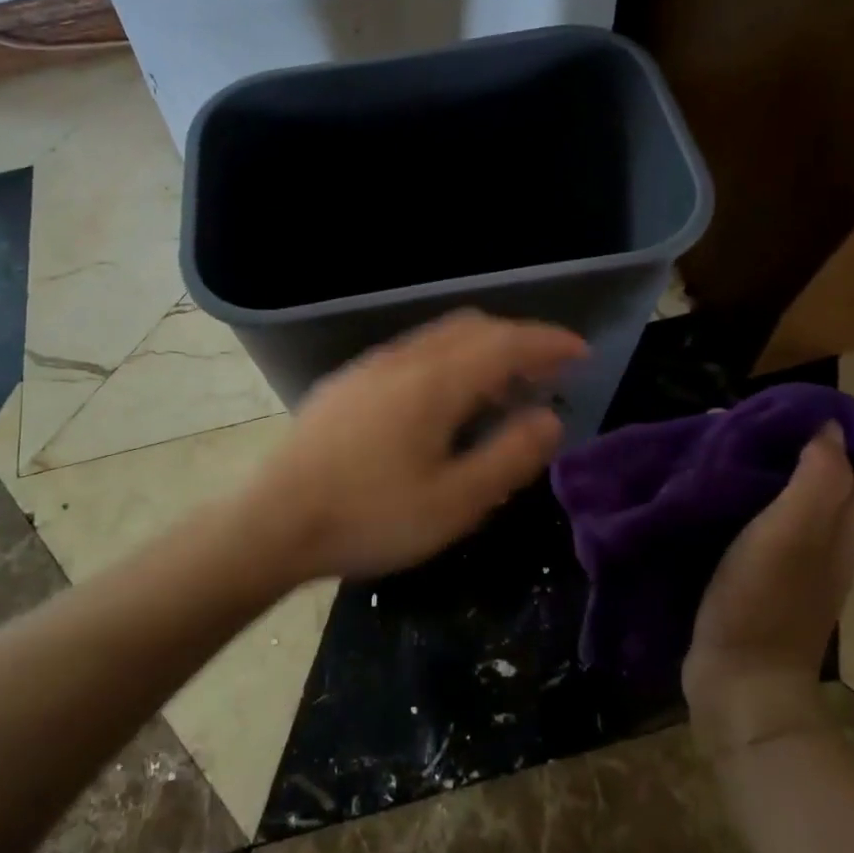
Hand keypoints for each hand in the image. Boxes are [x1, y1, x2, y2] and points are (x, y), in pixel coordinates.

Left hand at [242, 309, 587, 579]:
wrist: (271, 523)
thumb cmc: (370, 517)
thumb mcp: (455, 502)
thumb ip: (510, 457)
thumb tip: (550, 419)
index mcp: (435, 381)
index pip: (506, 342)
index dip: (549, 343)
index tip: (581, 353)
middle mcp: (402, 359)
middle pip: (473, 329)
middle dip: (517, 343)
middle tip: (545, 376)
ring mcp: (368, 368)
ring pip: (438, 340)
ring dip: (480, 353)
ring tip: (500, 392)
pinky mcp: (345, 385)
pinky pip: (411, 356)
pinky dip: (446, 364)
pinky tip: (442, 407)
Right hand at [682, 421, 853, 760]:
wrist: (739, 681)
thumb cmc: (765, 603)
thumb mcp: (792, 534)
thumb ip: (817, 479)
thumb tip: (830, 427)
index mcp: (851, 525)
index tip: (815, 408)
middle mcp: (835, 535)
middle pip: (849, 472)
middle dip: (814, 435)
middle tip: (761, 420)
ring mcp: (801, 553)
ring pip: (806, 488)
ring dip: (776, 457)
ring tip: (729, 440)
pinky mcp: (766, 566)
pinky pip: (770, 510)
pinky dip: (750, 486)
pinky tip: (712, 482)